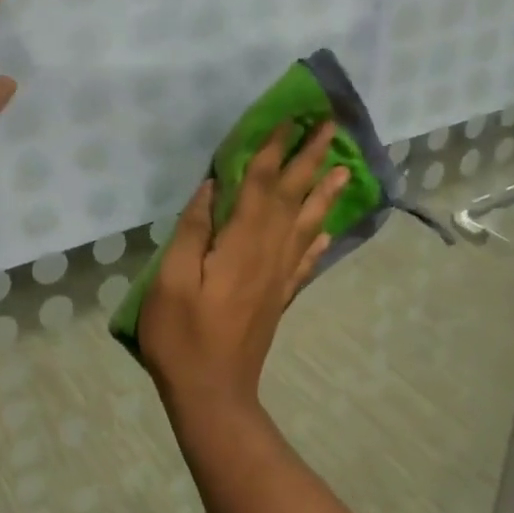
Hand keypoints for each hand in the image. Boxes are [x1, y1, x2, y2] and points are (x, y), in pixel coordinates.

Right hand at [139, 123, 348, 412]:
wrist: (213, 393)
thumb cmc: (181, 337)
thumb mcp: (169, 280)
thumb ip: (190, 231)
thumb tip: (210, 188)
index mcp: (240, 244)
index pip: (261, 185)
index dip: (274, 150)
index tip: (289, 119)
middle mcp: (268, 253)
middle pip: (292, 197)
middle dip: (310, 159)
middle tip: (330, 127)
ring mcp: (278, 277)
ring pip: (307, 225)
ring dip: (324, 194)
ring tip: (344, 168)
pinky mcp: (280, 298)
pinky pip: (305, 261)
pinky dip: (317, 241)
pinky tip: (326, 231)